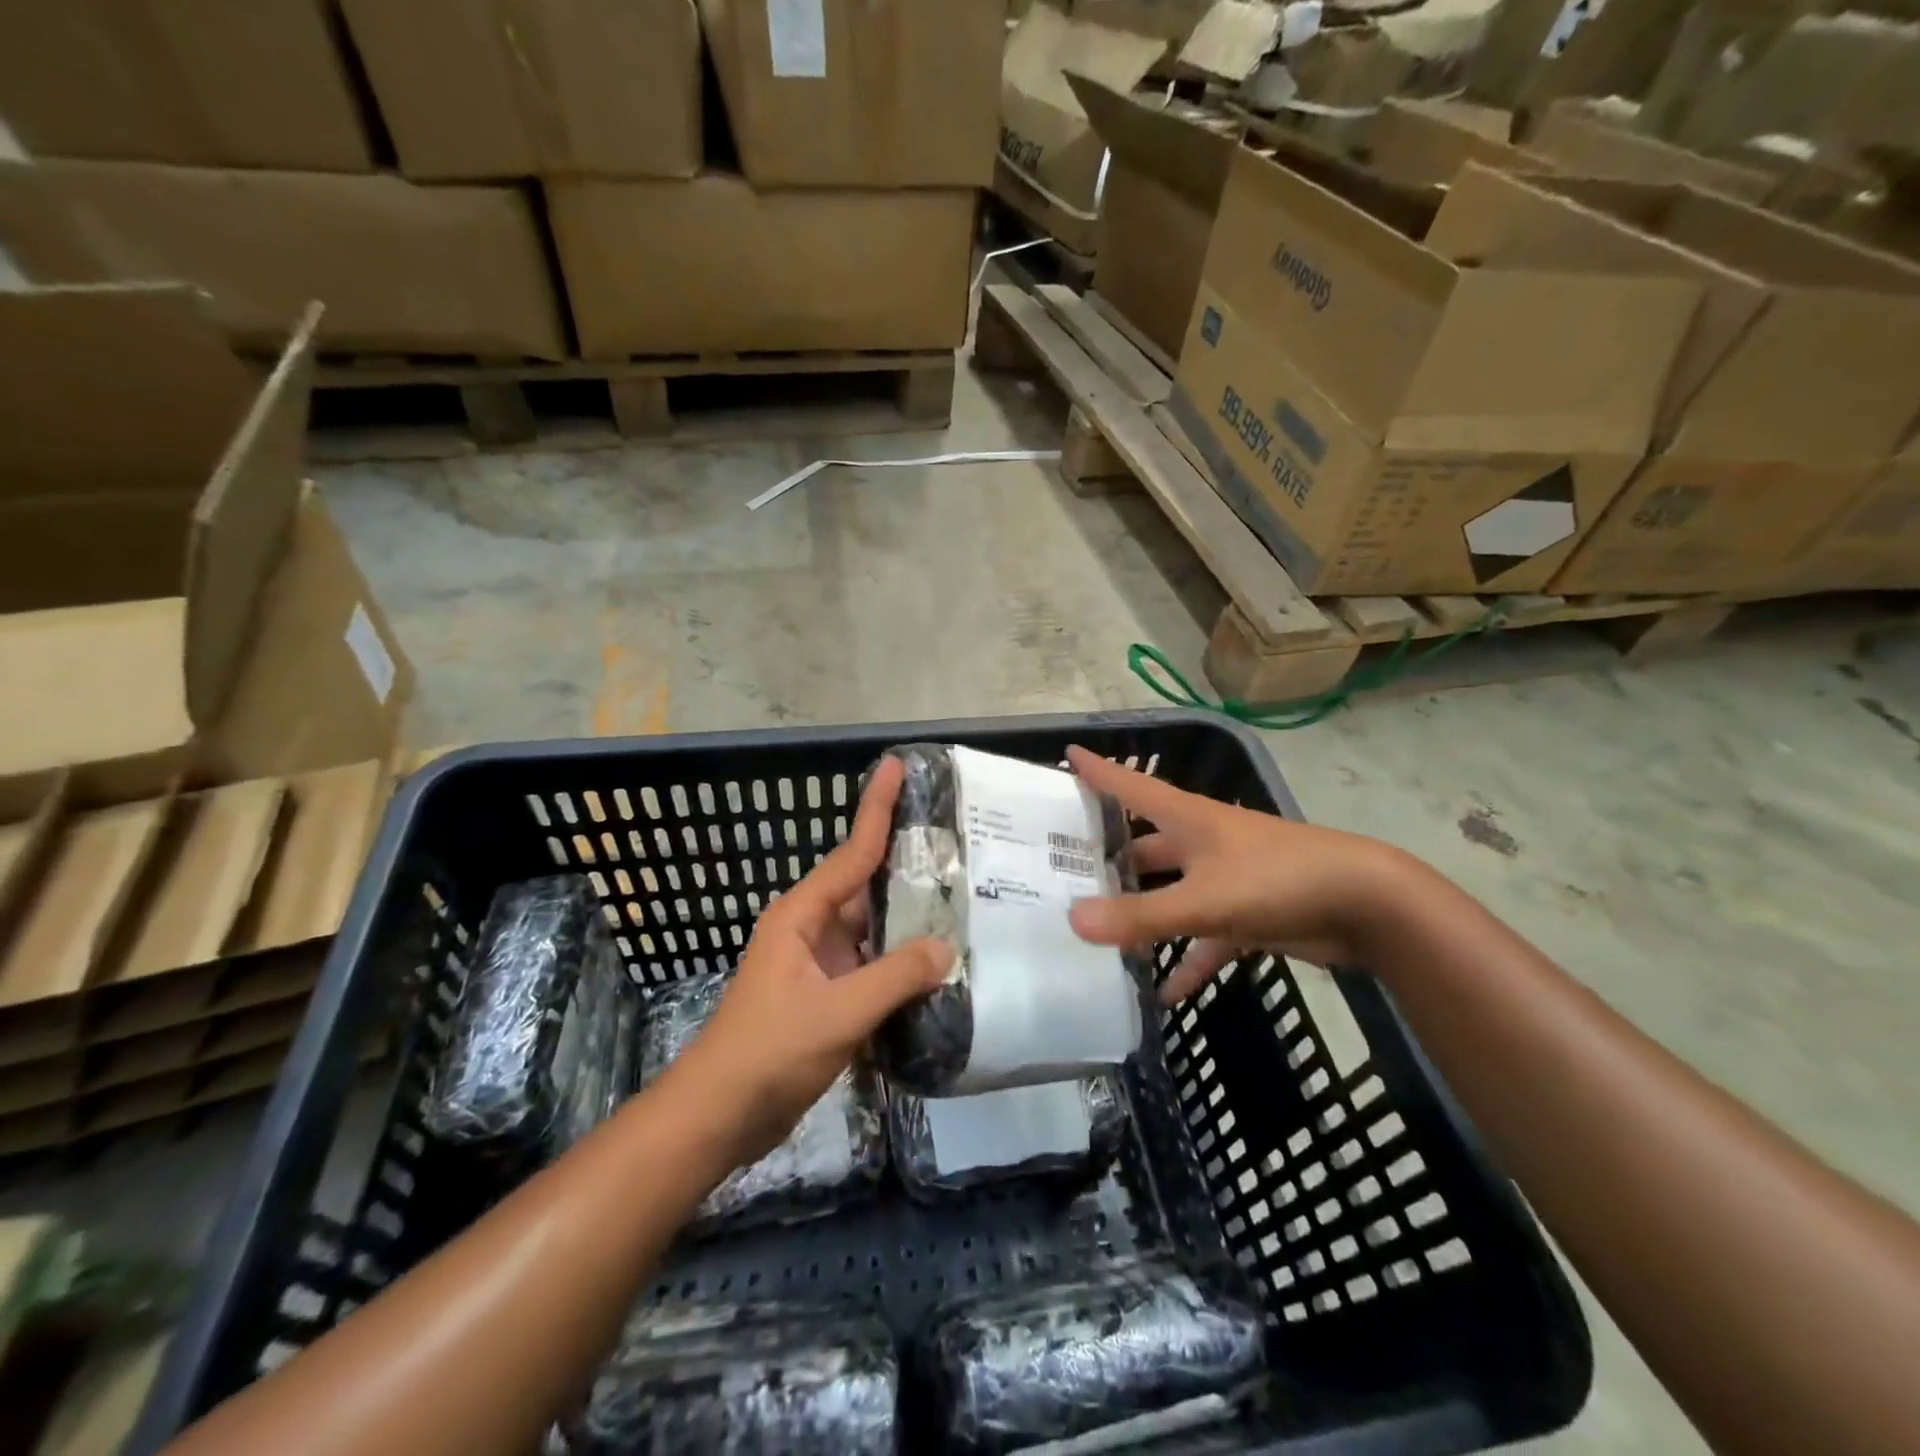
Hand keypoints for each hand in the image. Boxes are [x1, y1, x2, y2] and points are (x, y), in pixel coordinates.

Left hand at [664, 755, 950, 1168]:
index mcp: (802, 915)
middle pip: (866, 884)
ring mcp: (820, 964)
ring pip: (873, 927)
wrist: (720, 1116)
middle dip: (906, 860)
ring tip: (962, 895)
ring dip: (909, 916)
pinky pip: (873, 964)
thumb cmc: (768, 1051)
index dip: (877, 807)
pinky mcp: (828, 996)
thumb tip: (946, 947)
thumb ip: (894, 978)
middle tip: (958, 838)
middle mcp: (812, 929)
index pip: (852, 852)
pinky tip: (938, 961)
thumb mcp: (836, 1012)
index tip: (897, 765)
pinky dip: (902, 959)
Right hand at [1064, 746, 1402, 1003]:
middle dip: (1109, 861)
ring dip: (1144, 917)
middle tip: (1063, 876)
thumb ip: (1141, 915)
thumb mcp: (1203, 899)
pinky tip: (1163, 994)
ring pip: (1171, 895)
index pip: (1130, 786)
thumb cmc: (1278, 879)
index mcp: (1187, 819)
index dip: (1098, 770)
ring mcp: (1225, 878)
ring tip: (1099, 938)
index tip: (1065, 755)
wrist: (1368, 905)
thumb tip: (1072, 921)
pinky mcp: (1247, 913)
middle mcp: (1201, 843)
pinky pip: (1205, 938)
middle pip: (1144, 848)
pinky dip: (1187, 962)